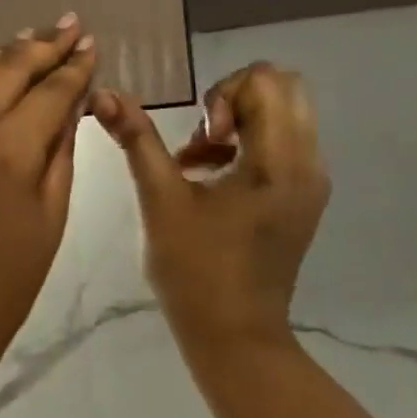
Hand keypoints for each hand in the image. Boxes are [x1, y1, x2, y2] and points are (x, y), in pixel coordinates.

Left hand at [0, 16, 97, 362]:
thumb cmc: (10, 276)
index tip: (92, 45)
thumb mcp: (52, 214)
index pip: (49, 91)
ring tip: (34, 39)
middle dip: (43, 44)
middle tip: (72, 26)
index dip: (75, 67)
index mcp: (8, 149)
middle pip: (7, 67)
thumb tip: (71, 104)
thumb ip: (61, 150)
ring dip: (5, 51)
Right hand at [92, 63, 329, 350]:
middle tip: (204, 138)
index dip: (222, 96)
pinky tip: (212, 177)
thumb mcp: (160, 199)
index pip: (264, 81)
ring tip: (200, 161)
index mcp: (279, 160)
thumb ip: (136, 140)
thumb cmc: (195, 270)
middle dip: (234, 99)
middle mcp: (308, 162)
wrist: (235, 336)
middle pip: (282, 87)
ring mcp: (311, 181)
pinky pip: (284, 141)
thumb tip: (105, 95)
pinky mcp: (303, 197)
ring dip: (240, 120)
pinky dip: (249, 142)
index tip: (201, 140)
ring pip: (286, 113)